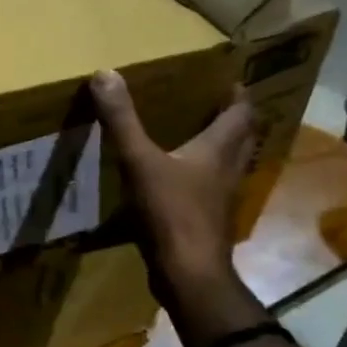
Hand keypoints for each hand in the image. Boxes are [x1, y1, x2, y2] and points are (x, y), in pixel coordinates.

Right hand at [91, 70, 253, 293]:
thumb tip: (105, 73)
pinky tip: (179, 184)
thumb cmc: (171, 212)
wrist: (188, 273)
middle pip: (241, 139)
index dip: (238, 96)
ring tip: (196, 140)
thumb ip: (122, 120)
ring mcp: (220, 200)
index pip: (241, 113)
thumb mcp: (139, 161)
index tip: (230, 81)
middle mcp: (227, 170)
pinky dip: (201, 180)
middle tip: (214, 107)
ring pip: (229, 166)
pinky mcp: (208, 222)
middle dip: (232, 121)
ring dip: (220, 151)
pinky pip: (210, 192)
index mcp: (218, 150)